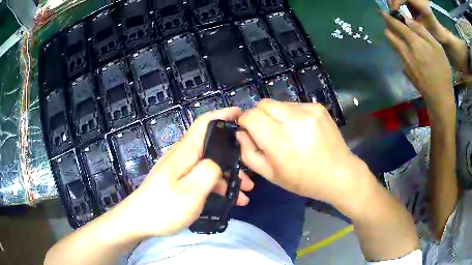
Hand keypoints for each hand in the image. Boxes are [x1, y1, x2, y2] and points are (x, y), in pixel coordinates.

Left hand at [113, 108, 253, 237]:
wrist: (139, 221)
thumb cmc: (163, 208)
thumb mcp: (190, 193)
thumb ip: (208, 172)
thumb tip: (219, 162)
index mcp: (185, 153)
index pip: (204, 123)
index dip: (223, 115)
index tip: (241, 114)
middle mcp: (183, 156)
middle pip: (212, 145)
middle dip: (234, 155)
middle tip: (252, 171)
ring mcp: (181, 169)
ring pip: (211, 164)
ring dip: (230, 175)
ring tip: (246, 193)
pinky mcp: (181, 181)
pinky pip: (204, 177)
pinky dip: (219, 185)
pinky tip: (231, 199)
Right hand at [237, 100, 368, 207]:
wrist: (339, 174)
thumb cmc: (304, 180)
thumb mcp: (270, 174)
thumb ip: (249, 152)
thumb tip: (241, 132)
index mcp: (280, 140)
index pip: (251, 115)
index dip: (245, 121)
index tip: (249, 131)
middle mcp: (294, 119)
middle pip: (263, 104)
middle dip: (259, 116)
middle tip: (267, 132)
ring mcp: (308, 110)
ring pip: (278, 103)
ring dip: (276, 115)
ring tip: (287, 132)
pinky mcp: (318, 107)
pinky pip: (293, 105)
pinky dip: (290, 115)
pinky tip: (301, 130)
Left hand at [380, 12, 454, 119]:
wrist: (439, 98)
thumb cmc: (442, 70)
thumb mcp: (436, 46)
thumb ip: (421, 31)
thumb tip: (407, 20)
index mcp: (413, 42)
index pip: (395, 25)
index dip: (386, 17)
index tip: (381, 12)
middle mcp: (404, 51)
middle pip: (388, 34)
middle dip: (388, 26)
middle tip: (392, 23)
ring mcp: (403, 62)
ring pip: (392, 45)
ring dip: (392, 37)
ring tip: (399, 34)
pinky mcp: (405, 72)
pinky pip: (399, 56)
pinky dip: (400, 49)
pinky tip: (409, 52)